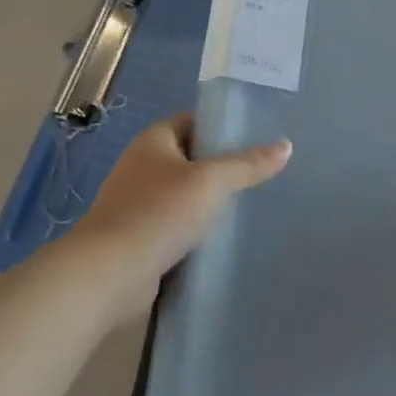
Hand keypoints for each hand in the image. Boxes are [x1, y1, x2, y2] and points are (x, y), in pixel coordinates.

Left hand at [74, 114, 290, 317]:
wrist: (109, 274)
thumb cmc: (159, 213)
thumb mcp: (211, 182)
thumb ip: (248, 164)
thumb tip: (286, 146)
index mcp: (153, 141)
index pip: (192, 121)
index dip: (220, 126)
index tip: (254, 137)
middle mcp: (140, 166)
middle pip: (188, 157)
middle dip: (218, 166)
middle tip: (258, 173)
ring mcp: (135, 204)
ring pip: (181, 194)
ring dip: (206, 201)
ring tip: (246, 207)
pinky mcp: (137, 238)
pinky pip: (172, 225)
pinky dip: (193, 230)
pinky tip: (219, 240)